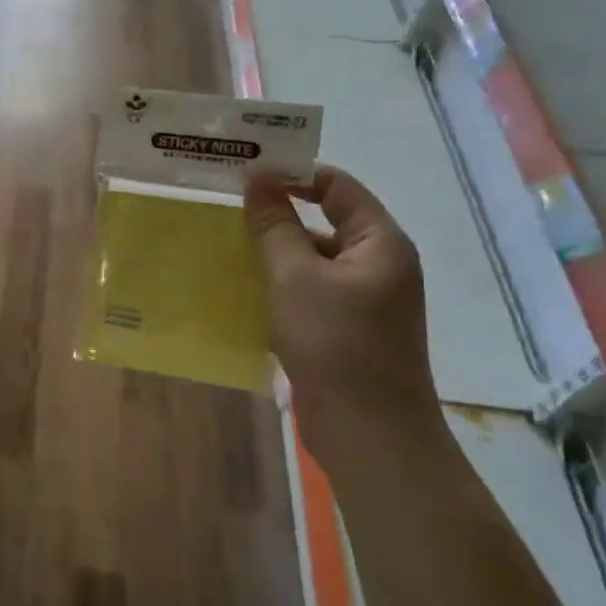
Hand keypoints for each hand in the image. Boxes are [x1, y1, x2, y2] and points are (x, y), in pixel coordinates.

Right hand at [244, 164, 434, 429]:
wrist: (368, 431)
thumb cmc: (335, 342)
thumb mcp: (295, 277)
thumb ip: (275, 227)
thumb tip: (258, 180)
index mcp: (380, 243)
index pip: (337, 187)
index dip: (293, 175)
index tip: (245, 173)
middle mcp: (378, 265)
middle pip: (325, 223)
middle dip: (278, 216)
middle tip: (227, 209)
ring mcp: (364, 302)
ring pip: (313, 262)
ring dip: (275, 254)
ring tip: (225, 247)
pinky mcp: (347, 331)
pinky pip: (310, 294)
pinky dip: (280, 288)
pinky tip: (243, 291)